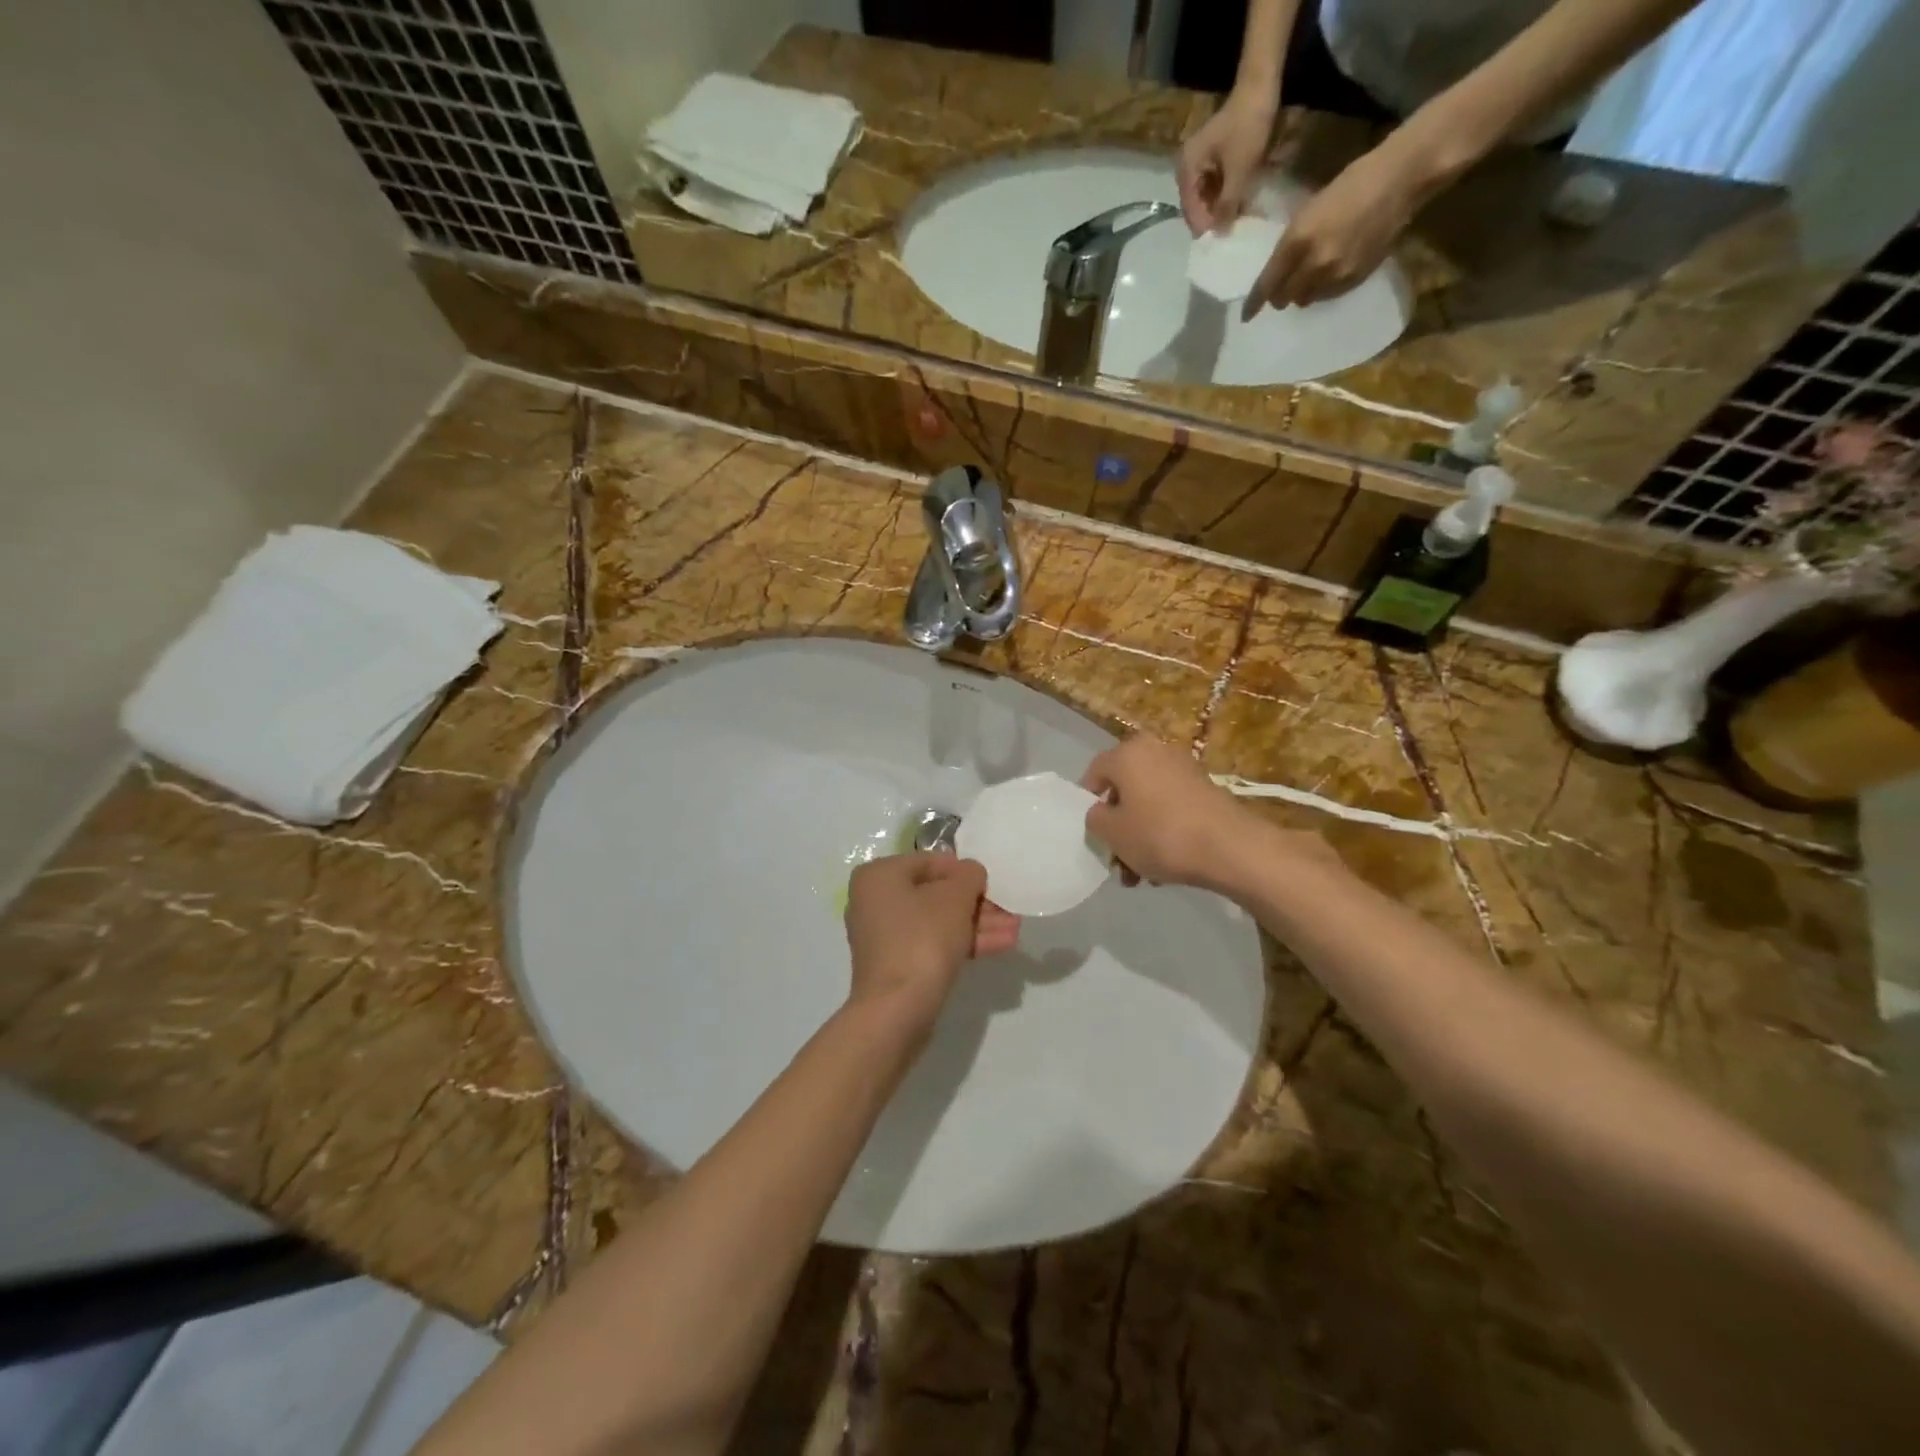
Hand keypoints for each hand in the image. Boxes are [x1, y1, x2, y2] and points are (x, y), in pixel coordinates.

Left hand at [844, 854, 1018, 1028]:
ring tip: (1014, 929)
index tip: (992, 883)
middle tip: (1009, 909)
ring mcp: (885, 936)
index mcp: (879, 876)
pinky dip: (963, 942)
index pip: (930, 861)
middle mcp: (875, 901)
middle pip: (935, 894)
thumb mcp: (955, 897)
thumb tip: (971, 873)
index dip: (965, 871)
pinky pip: (933, 944)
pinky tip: (1001, 945)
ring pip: (938, 921)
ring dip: (977, 924)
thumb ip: (968, 876)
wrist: (897, 1010)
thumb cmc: (922, 938)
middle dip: (976, 902)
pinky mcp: (897, 966)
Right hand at [1083, 735, 1329, 894]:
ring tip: (1141, 873)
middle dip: (1118, 825)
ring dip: (1140, 834)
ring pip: (1148, 802)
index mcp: (1128, 753)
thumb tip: (1101, 812)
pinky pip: (1172, 808)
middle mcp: (1156, 751)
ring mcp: (1184, 769)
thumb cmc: (1161, 835)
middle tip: (1117, 857)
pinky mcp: (1206, 789)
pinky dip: (1164, 830)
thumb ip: (1095, 818)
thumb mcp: (1112, 832)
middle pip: (1124, 789)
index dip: (1087, 802)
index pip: (1095, 772)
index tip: (1092, 831)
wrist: (1230, 848)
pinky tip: (1166, 865)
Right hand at [1177, 90, 1277, 235]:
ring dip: (1218, 208)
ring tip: (1233, 222)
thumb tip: (1220, 233)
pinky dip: (1223, 195)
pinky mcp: (1212, 158)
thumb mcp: (1239, 171)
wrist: (1260, 87)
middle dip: (1211, 218)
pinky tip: (1235, 204)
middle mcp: (1187, 167)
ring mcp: (1199, 162)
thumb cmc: (1248, 128)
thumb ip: (1227, 205)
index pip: (1190, 208)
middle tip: (1227, 234)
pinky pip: (1214, 185)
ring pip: (1205, 196)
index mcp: (1187, 169)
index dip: (1204, 226)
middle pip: (1196, 204)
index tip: (1219, 241)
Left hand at [1243, 142, 1425, 318]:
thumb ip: (1290, 245)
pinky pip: (1328, 296)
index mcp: (1297, 241)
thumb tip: (1276, 272)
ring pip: (1305, 300)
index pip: (1267, 285)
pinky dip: (1323, 289)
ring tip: (1311, 274)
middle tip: (1284, 284)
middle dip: (1280, 294)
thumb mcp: (1308, 211)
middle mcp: (1313, 264)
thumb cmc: (1350, 185)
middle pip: (1284, 298)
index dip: (1254, 303)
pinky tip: (1331, 271)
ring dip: (1303, 292)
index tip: (1246, 315)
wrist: (1399, 180)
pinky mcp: (1354, 279)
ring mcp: (1335, 274)